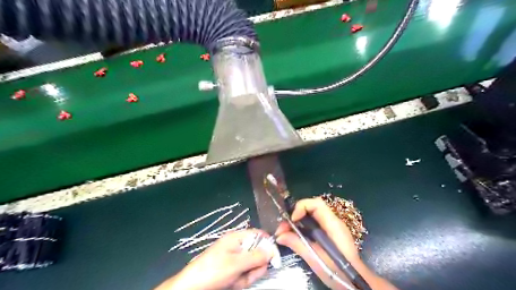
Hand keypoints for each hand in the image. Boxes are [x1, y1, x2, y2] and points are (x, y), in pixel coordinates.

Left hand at [156, 228, 273, 289]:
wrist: (191, 288)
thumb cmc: (213, 271)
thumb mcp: (237, 263)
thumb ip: (256, 256)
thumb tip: (272, 250)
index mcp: (237, 238)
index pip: (259, 235)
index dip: (268, 245)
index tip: (274, 258)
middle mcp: (237, 246)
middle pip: (258, 253)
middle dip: (255, 267)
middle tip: (247, 275)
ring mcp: (234, 259)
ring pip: (252, 266)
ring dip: (247, 276)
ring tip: (235, 281)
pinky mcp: (232, 270)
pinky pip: (244, 274)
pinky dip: (241, 281)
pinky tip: (232, 284)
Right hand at [277, 197, 383, 289]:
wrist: (355, 282)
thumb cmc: (337, 271)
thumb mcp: (315, 259)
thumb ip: (298, 244)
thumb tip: (279, 236)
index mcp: (333, 224)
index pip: (316, 204)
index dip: (302, 207)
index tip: (292, 220)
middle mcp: (333, 221)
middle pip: (312, 207)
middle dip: (296, 214)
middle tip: (283, 227)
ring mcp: (332, 227)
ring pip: (311, 215)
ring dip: (297, 221)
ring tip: (285, 232)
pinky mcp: (329, 234)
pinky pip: (313, 224)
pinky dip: (302, 227)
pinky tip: (295, 236)